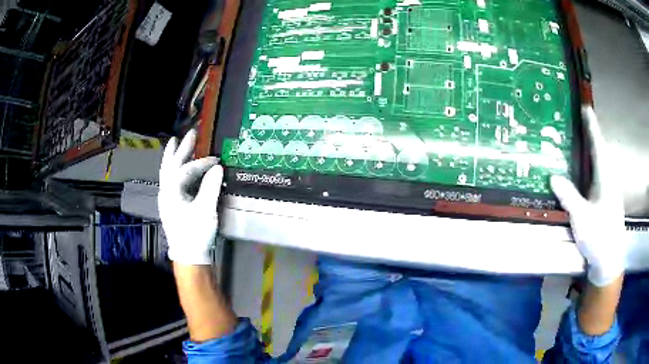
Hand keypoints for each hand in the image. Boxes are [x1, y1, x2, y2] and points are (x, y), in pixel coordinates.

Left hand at [158, 129, 222, 264]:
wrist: (188, 255)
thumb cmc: (196, 233)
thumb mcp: (206, 210)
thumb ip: (211, 187)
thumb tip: (218, 167)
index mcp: (172, 191)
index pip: (187, 170)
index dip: (203, 163)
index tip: (217, 161)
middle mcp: (166, 191)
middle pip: (171, 164)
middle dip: (180, 148)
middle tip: (190, 133)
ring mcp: (167, 198)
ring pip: (168, 172)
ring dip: (174, 157)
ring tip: (177, 144)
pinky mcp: (171, 204)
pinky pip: (171, 180)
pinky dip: (175, 170)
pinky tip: (180, 168)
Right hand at [551, 107, 628, 286]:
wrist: (609, 261)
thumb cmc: (598, 238)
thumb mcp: (581, 218)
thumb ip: (569, 196)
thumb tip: (553, 176)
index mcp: (605, 178)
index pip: (598, 145)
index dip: (592, 126)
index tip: (585, 108)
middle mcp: (608, 180)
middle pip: (600, 151)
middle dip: (591, 135)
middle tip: (579, 121)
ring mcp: (609, 191)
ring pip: (600, 164)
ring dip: (591, 150)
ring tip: (580, 140)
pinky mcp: (607, 201)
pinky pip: (598, 176)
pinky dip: (591, 166)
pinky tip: (585, 170)